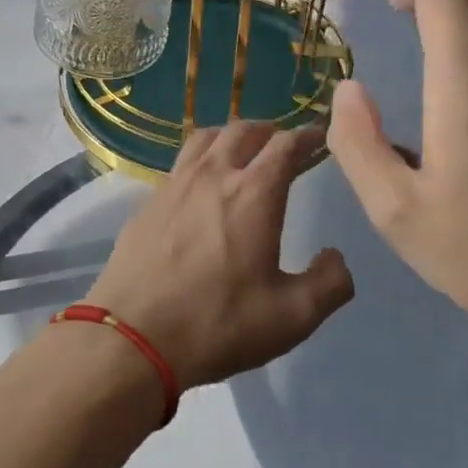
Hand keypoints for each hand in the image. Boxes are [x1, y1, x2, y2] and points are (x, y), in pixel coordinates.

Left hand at [84, 121, 353, 389]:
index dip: (307, 136)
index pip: (286, 145)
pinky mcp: (147, 201)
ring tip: (241, 151)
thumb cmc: (218, 323)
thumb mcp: (292, 317)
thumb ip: (329, 283)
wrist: (132, 337)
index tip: (320, 137)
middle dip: (269, 131)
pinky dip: (200, 159)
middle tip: (282, 144)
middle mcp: (213, 174)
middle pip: (243, 130)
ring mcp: (174, 184)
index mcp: (254, 192)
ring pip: (205, 138)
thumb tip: (335, 257)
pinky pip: (180, 163)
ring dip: (230, 136)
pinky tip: (200, 185)